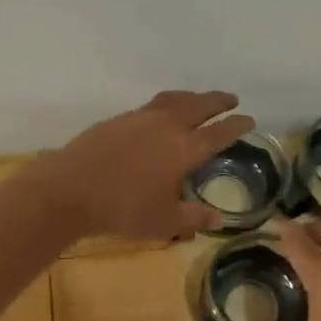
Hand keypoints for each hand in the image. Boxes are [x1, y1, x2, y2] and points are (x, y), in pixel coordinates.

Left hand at [42, 90, 254, 241]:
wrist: (70, 189)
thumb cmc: (123, 209)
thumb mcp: (164, 222)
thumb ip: (193, 218)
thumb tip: (217, 217)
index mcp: (185, 149)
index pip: (219, 132)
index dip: (237, 125)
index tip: (249, 118)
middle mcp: (166, 126)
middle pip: (199, 105)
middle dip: (218, 100)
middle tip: (231, 99)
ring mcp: (140, 118)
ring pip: (174, 100)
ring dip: (192, 97)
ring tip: (199, 100)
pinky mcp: (118, 120)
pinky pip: (151, 106)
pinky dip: (166, 105)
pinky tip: (160, 116)